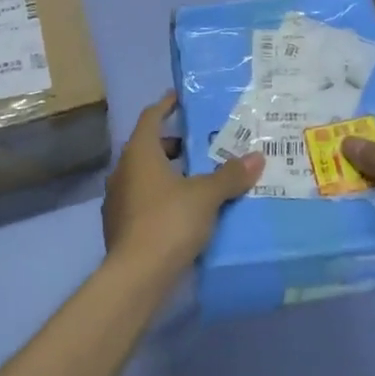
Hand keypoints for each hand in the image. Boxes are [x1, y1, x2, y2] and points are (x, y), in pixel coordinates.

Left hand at [103, 93, 264, 273]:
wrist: (136, 277)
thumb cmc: (169, 221)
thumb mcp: (206, 195)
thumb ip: (230, 175)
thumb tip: (256, 157)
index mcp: (139, 153)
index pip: (151, 117)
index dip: (166, 105)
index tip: (181, 98)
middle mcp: (123, 171)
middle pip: (147, 148)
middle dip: (173, 145)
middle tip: (200, 146)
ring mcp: (117, 200)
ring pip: (145, 176)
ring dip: (168, 174)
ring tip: (198, 180)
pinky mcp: (119, 227)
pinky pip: (143, 201)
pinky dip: (162, 198)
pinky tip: (184, 212)